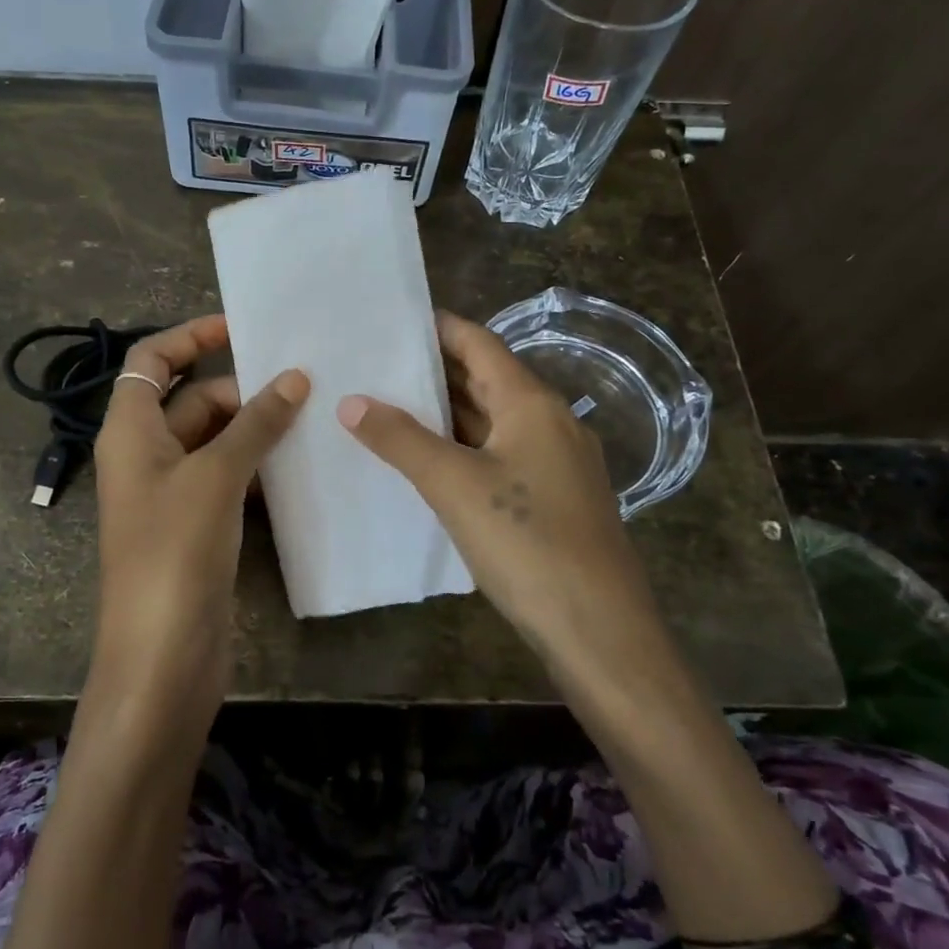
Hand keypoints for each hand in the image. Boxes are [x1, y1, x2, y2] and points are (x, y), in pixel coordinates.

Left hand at [90, 315, 308, 736]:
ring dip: (256, 428)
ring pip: (215, 440)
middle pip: (192, 399)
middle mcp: (146, 455)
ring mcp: (172, 493)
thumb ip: (255, 424)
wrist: (161, 658)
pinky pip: (228, 478)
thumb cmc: (174, 554)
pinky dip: (258, 466)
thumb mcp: (215, 477)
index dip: (191, 336)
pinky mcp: (197, 526)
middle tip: (304, 385)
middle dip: (242, 389)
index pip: (152, 359)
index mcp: (130, 431)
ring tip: (314, 416)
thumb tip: (294, 377)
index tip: (243, 328)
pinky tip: (300, 464)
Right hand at [336, 311, 661, 681]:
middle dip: (436, 369)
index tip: (393, 320)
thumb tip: (350, 402)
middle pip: (488, 379)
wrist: (598, 628)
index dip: (440, 328)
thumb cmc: (526, 542)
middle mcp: (549, 422)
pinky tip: (429, 461)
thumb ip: (401, 440)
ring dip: (447, 412)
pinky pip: (500, 454)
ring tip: (390, 404)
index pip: (480, 344)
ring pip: (493, 421)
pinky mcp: (553, 499)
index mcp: (532, 404)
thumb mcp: (454, 485)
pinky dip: (463, 447)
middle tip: (378, 362)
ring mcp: (555, 462)